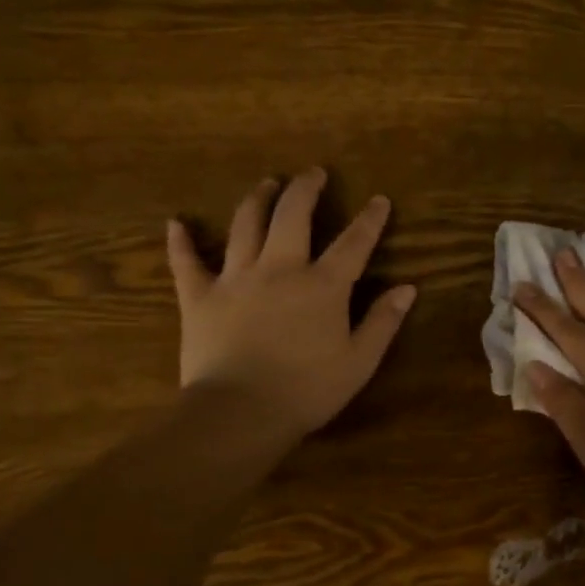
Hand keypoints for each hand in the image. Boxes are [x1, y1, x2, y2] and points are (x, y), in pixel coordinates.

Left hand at [167, 169, 415, 438]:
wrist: (240, 412)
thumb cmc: (307, 391)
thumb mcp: (359, 362)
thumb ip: (382, 322)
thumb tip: (408, 289)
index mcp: (322, 286)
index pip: (353, 243)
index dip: (369, 220)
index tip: (378, 200)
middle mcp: (280, 269)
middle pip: (293, 215)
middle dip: (306, 189)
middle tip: (313, 173)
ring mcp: (236, 278)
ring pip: (245, 225)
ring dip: (257, 199)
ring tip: (266, 184)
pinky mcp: (200, 297)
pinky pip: (187, 262)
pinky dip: (181, 241)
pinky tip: (176, 223)